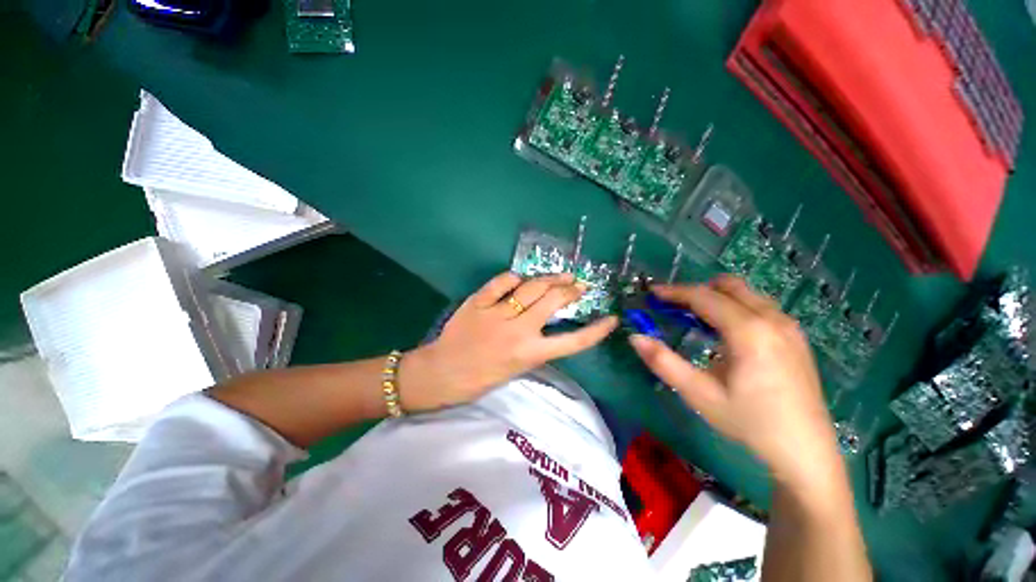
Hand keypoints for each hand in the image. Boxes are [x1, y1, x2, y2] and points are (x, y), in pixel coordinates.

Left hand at [400, 272, 618, 411]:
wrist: (441, 374)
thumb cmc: (480, 379)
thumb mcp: (516, 369)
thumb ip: (535, 346)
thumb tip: (548, 322)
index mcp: (529, 354)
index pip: (572, 342)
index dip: (596, 330)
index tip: (611, 319)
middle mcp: (518, 331)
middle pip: (553, 301)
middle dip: (571, 290)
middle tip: (579, 285)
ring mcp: (497, 313)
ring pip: (532, 287)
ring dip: (550, 278)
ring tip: (561, 275)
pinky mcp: (478, 302)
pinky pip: (502, 281)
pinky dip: (514, 278)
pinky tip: (520, 279)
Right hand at [629, 275, 839, 488]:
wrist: (805, 451)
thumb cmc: (749, 422)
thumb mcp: (699, 394)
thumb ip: (663, 362)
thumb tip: (635, 337)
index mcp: (749, 331)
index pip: (704, 297)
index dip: (674, 292)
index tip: (652, 293)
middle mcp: (772, 318)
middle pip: (728, 286)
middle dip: (696, 290)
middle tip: (672, 306)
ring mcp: (788, 326)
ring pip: (746, 293)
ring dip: (716, 297)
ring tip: (694, 318)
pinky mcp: (795, 336)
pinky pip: (759, 305)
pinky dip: (734, 306)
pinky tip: (725, 333)